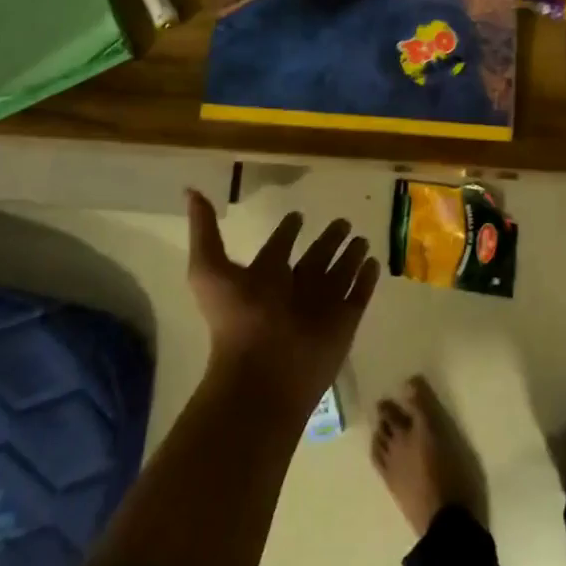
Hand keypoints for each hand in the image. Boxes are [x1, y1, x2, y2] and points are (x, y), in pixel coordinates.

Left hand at [185, 189, 379, 414]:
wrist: (264, 374)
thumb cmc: (236, 319)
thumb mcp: (209, 269)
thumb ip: (204, 230)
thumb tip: (190, 191)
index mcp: (265, 277)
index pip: (280, 248)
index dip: (288, 231)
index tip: (298, 215)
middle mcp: (295, 289)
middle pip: (315, 258)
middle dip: (328, 240)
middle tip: (343, 221)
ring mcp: (321, 305)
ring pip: (339, 273)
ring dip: (350, 255)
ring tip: (362, 237)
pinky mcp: (345, 321)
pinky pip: (358, 293)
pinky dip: (366, 278)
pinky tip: (374, 262)